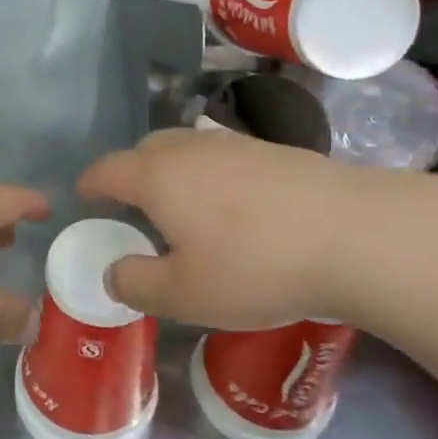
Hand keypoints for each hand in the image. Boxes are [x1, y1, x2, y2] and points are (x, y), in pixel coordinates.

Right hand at [77, 129, 437, 329]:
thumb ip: (137, 284)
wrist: (354, 234)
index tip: (83, 196)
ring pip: (188, 149)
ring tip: (183, 207)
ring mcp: (237, 145)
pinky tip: (233, 207)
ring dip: (173, 171)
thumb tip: (114, 273)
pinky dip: (212, 175)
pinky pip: (224, 157)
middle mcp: (191, 149)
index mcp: (158, 176)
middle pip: (146, 149)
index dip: (91, 183)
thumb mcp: (185, 294)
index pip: (108, 169)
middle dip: (130, 172)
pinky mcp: (276, 152)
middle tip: (133, 206)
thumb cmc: (255, 266)